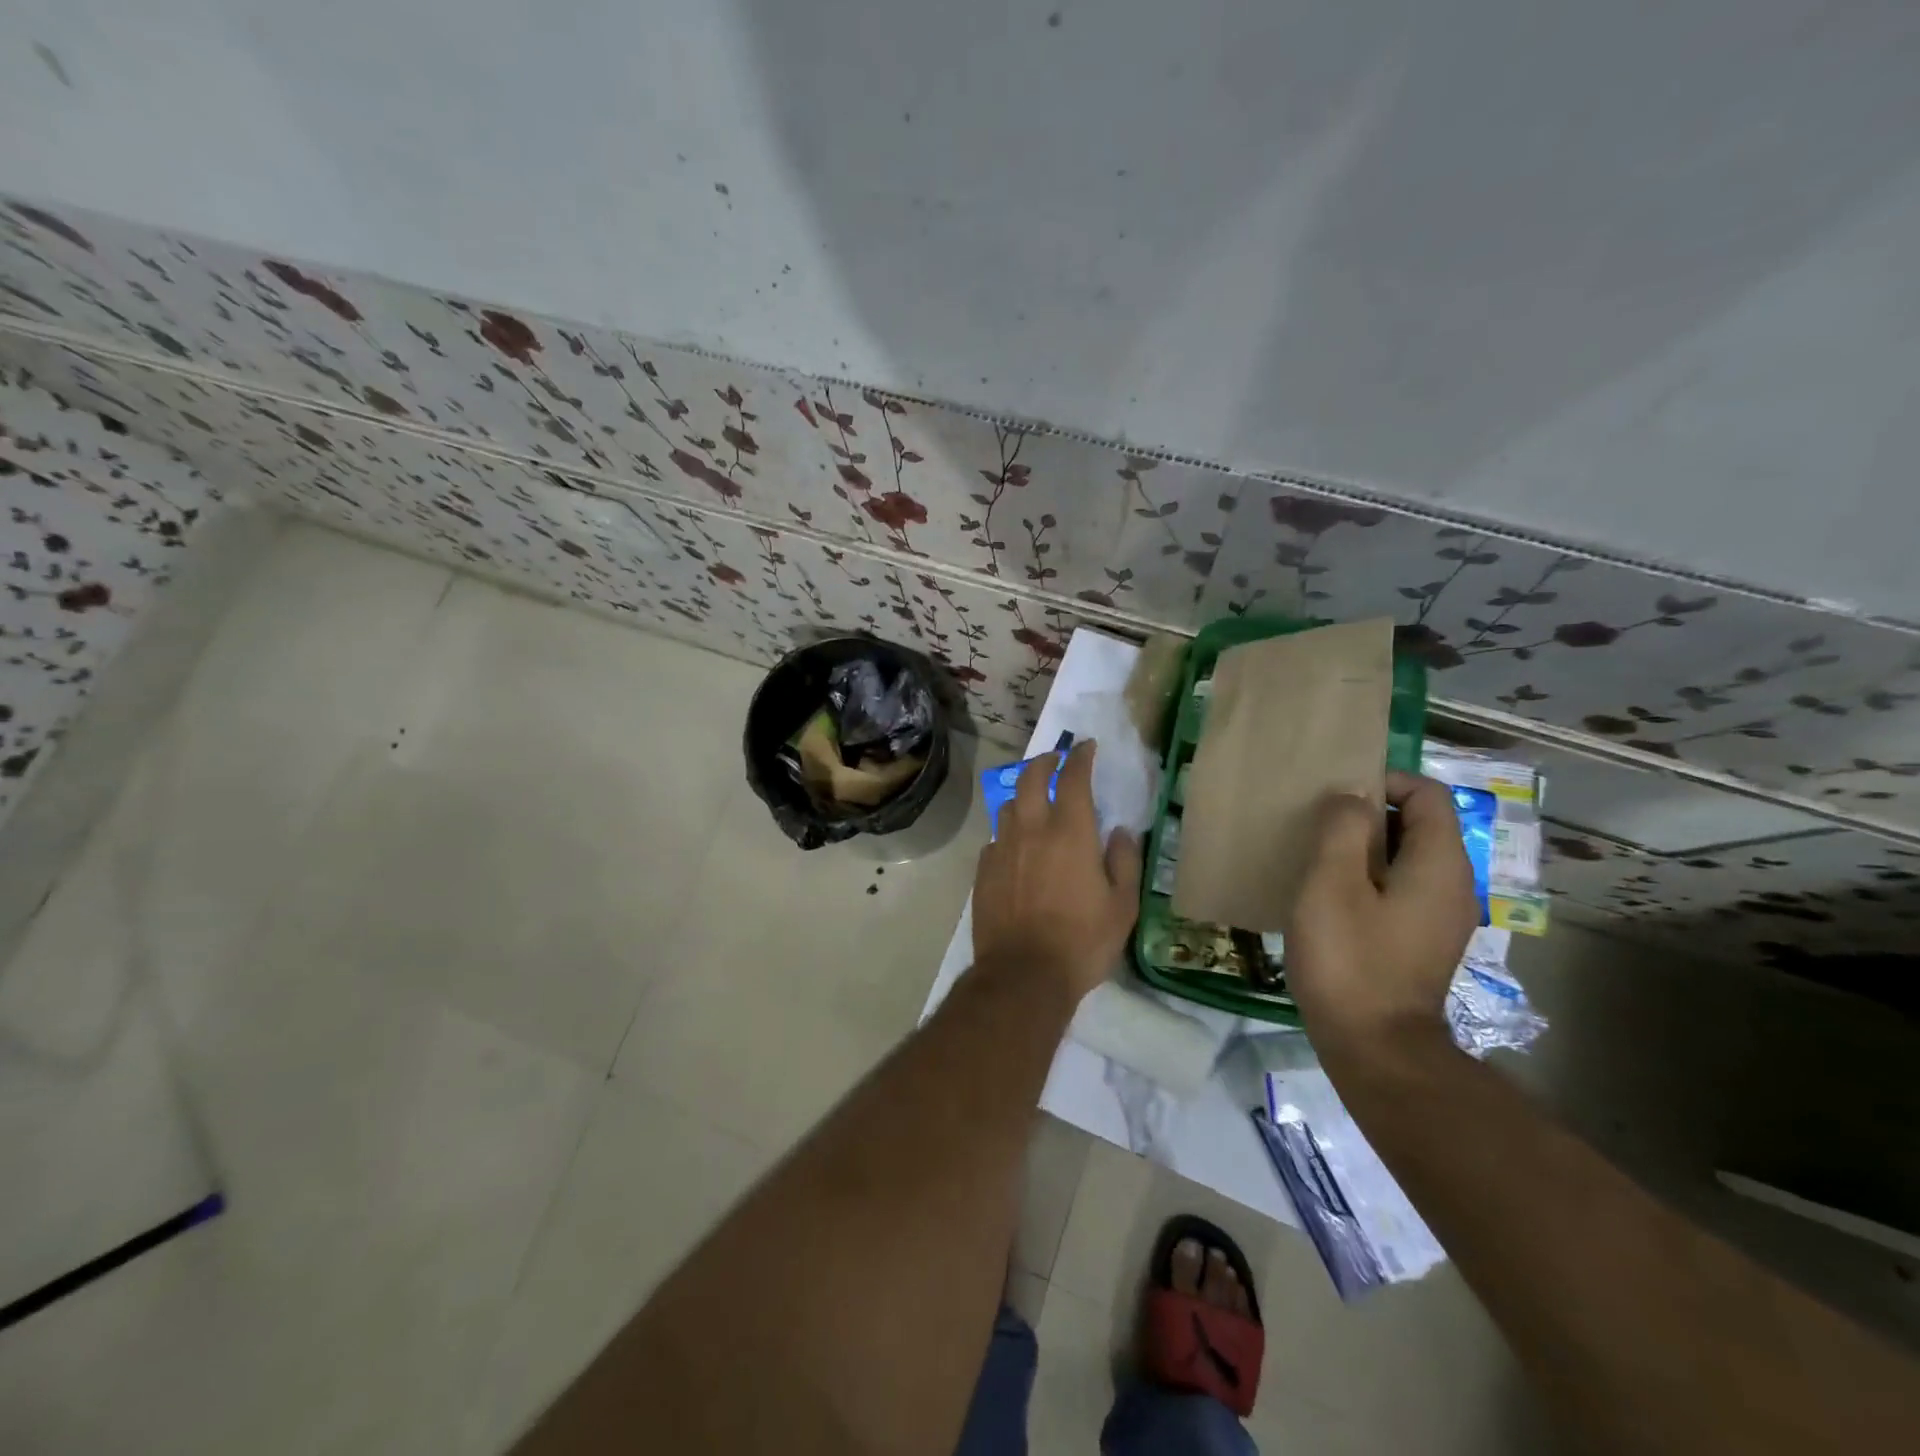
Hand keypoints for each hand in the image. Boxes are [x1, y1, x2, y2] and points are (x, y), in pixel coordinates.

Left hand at [972, 740, 1143, 1003]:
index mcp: (1070, 833)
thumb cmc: (1082, 941)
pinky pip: (996, 839)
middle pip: (1030, 779)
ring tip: (1034, 800)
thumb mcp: (1122, 906)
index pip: (1073, 778)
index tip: (1086, 747)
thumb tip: (1119, 832)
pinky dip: (1009, 832)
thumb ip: (1124, 862)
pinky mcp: (983, 871)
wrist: (1023, 975)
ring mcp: (1002, 849)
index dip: (1080, 757)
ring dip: (1023, 794)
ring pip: (1008, 806)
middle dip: (1044, 762)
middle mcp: (1031, 830)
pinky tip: (1015, 846)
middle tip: (1055, 759)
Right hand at [1283, 770, 1478, 1068]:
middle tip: (1317, 824)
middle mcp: (1452, 884)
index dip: (1384, 781)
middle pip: (1418, 823)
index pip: (1427, 794)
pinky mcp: (1421, 940)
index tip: (1336, 796)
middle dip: (1369, 813)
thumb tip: (1350, 798)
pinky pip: (1399, 888)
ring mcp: (1440, 916)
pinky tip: (1328, 897)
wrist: (1375, 1047)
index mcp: (1439, 863)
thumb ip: (1342, 829)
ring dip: (1363, 847)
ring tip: (1316, 857)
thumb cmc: (1349, 958)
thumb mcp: (1332, 884)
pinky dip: (1368, 878)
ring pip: (1406, 857)